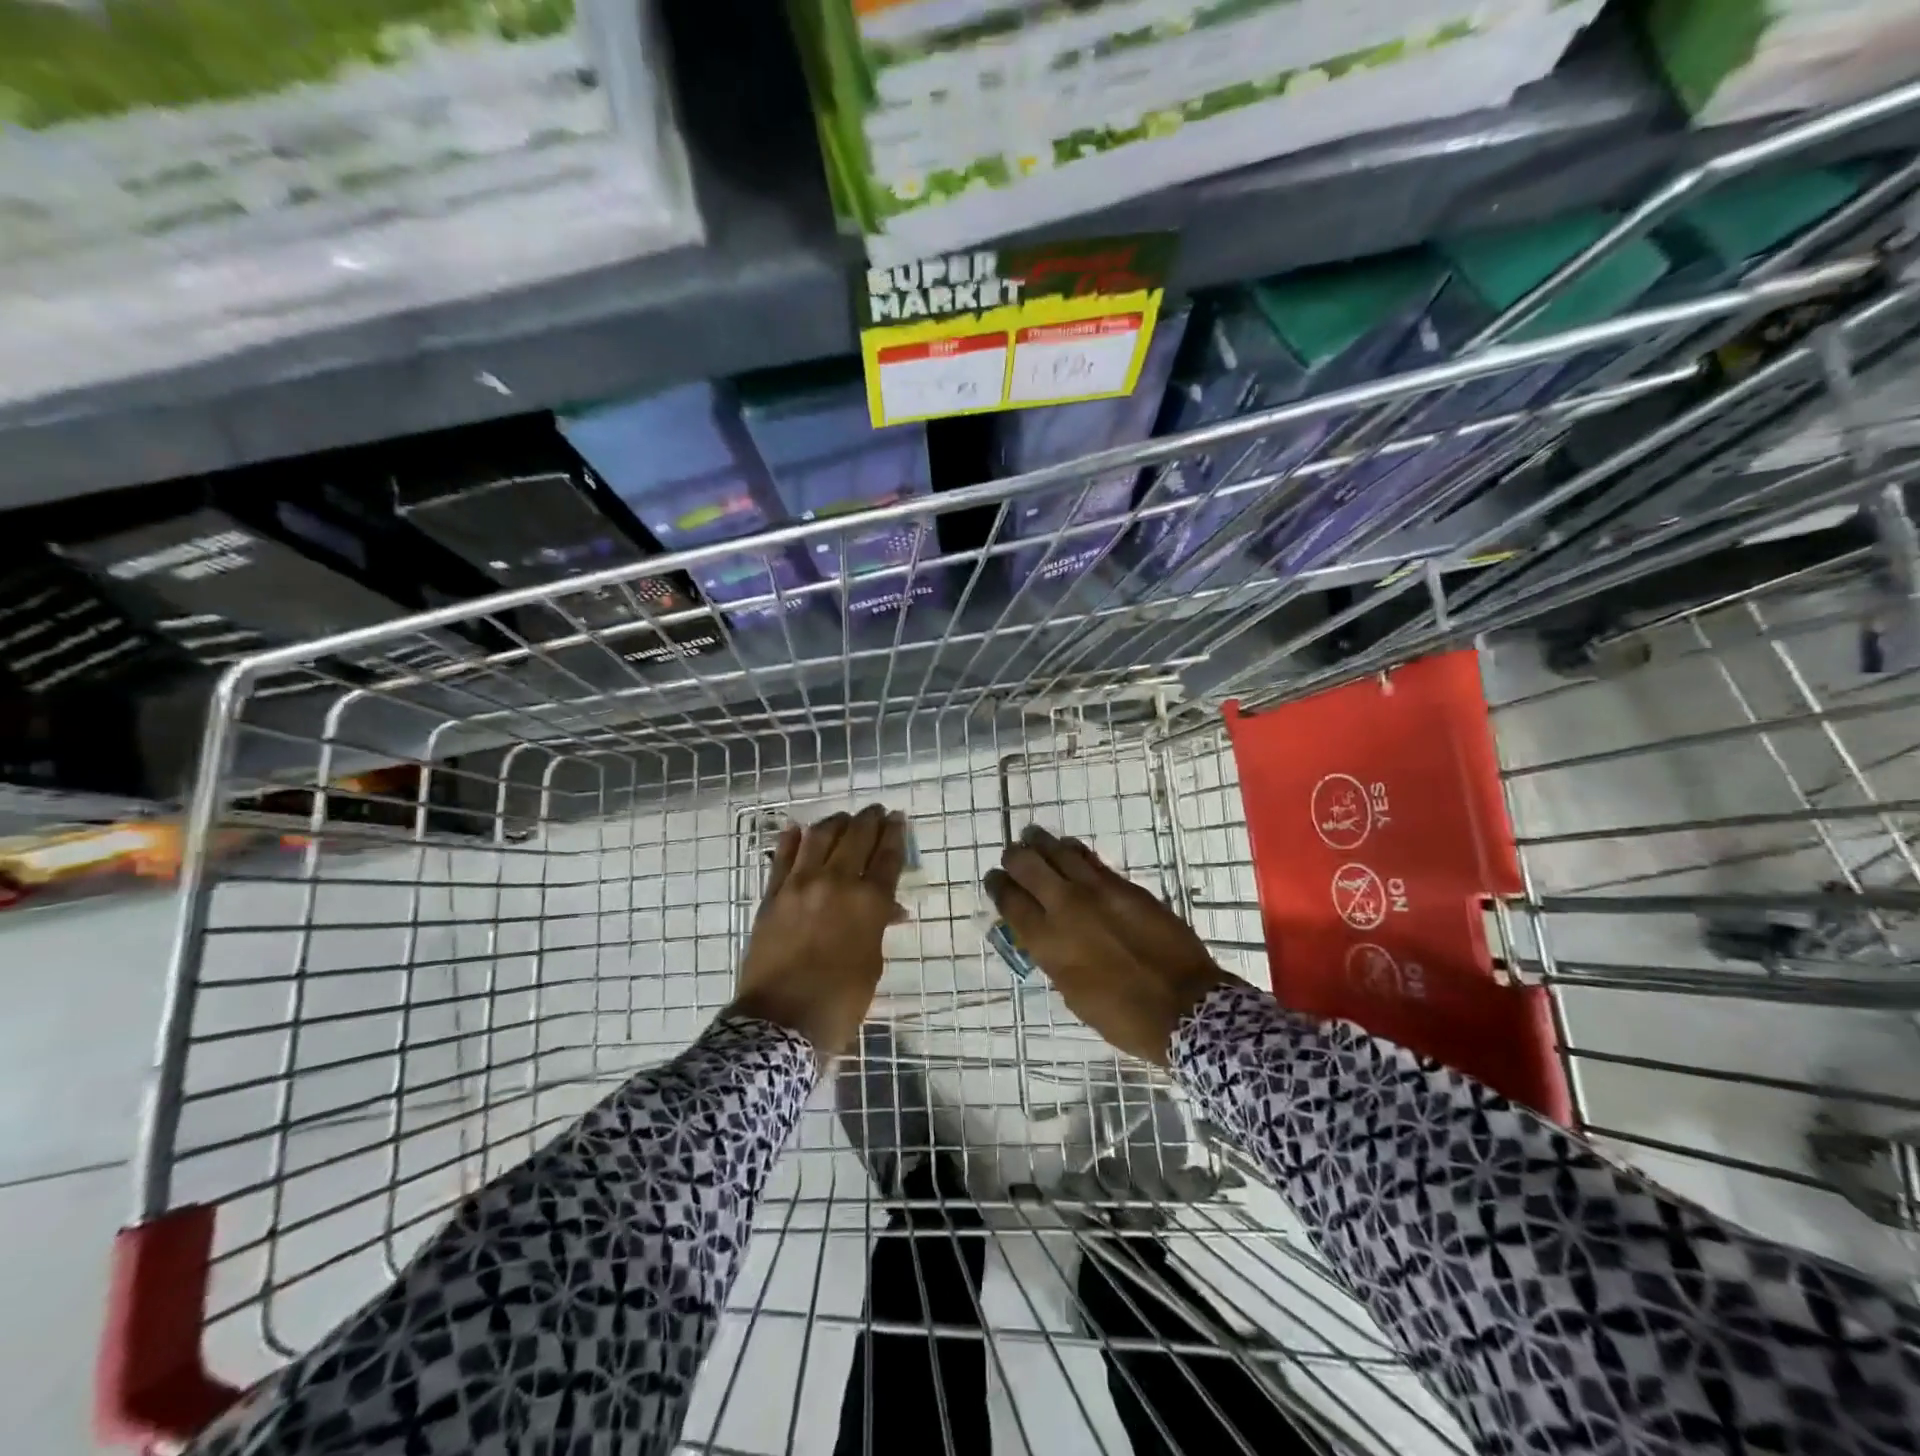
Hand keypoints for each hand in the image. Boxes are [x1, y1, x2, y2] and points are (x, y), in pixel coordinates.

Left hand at [730, 804, 907, 1056]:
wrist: (780, 1024)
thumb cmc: (839, 1001)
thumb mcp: (871, 964)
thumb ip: (877, 927)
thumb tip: (889, 908)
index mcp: (868, 902)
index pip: (887, 856)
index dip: (895, 833)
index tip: (898, 818)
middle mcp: (836, 883)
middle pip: (856, 837)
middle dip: (869, 820)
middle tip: (876, 812)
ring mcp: (799, 885)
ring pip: (819, 837)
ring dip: (835, 822)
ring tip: (843, 818)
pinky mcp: (772, 896)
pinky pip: (782, 858)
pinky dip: (791, 840)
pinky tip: (797, 829)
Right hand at [985, 825, 1232, 1063]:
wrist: (1183, 1006)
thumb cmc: (1122, 1016)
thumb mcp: (1072, 993)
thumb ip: (1053, 956)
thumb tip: (1046, 935)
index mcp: (1046, 942)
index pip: (1009, 900)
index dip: (998, 885)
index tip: (995, 879)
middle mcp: (1064, 907)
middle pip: (1027, 864)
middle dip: (1015, 857)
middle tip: (1013, 857)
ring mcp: (1096, 891)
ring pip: (1058, 851)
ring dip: (1041, 844)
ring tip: (1035, 840)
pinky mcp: (1124, 885)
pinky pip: (1090, 859)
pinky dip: (1073, 852)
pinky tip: (1069, 851)